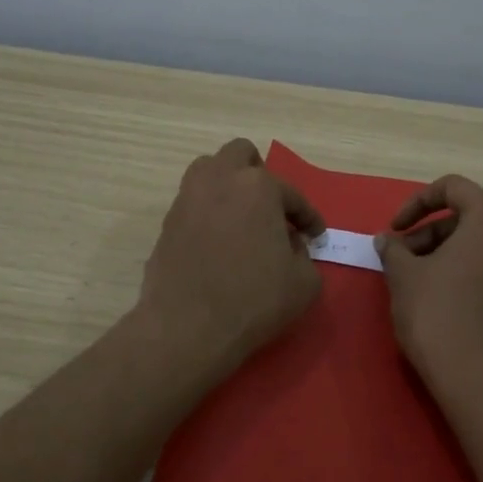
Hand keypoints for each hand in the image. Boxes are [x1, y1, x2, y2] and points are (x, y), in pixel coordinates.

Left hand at [135, 139, 325, 381]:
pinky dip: (209, 214)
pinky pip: (193, 205)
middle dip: (259, 175)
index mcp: (258, 186)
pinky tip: (219, 243)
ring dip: (228, 186)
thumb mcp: (304, 283)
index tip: (315, 235)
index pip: (292, 194)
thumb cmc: (254, 300)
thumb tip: (289, 246)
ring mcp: (187, 200)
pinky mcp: (167, 224)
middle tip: (271, 207)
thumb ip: (305, 256)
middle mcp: (219, 181)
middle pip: (240, 154)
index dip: (308, 217)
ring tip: (242, 218)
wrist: (188, 327)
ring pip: (208, 172)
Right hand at [376, 175, 482, 391]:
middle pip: (472, 221)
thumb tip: (387, 241)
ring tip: (428, 287)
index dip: (418, 202)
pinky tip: (462, 310)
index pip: (454, 187)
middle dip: (432, 235)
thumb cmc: (438, 315)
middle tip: (404, 263)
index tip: (395, 229)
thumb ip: (394, 250)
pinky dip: (482, 283)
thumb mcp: (403, 277)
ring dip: (456, 259)